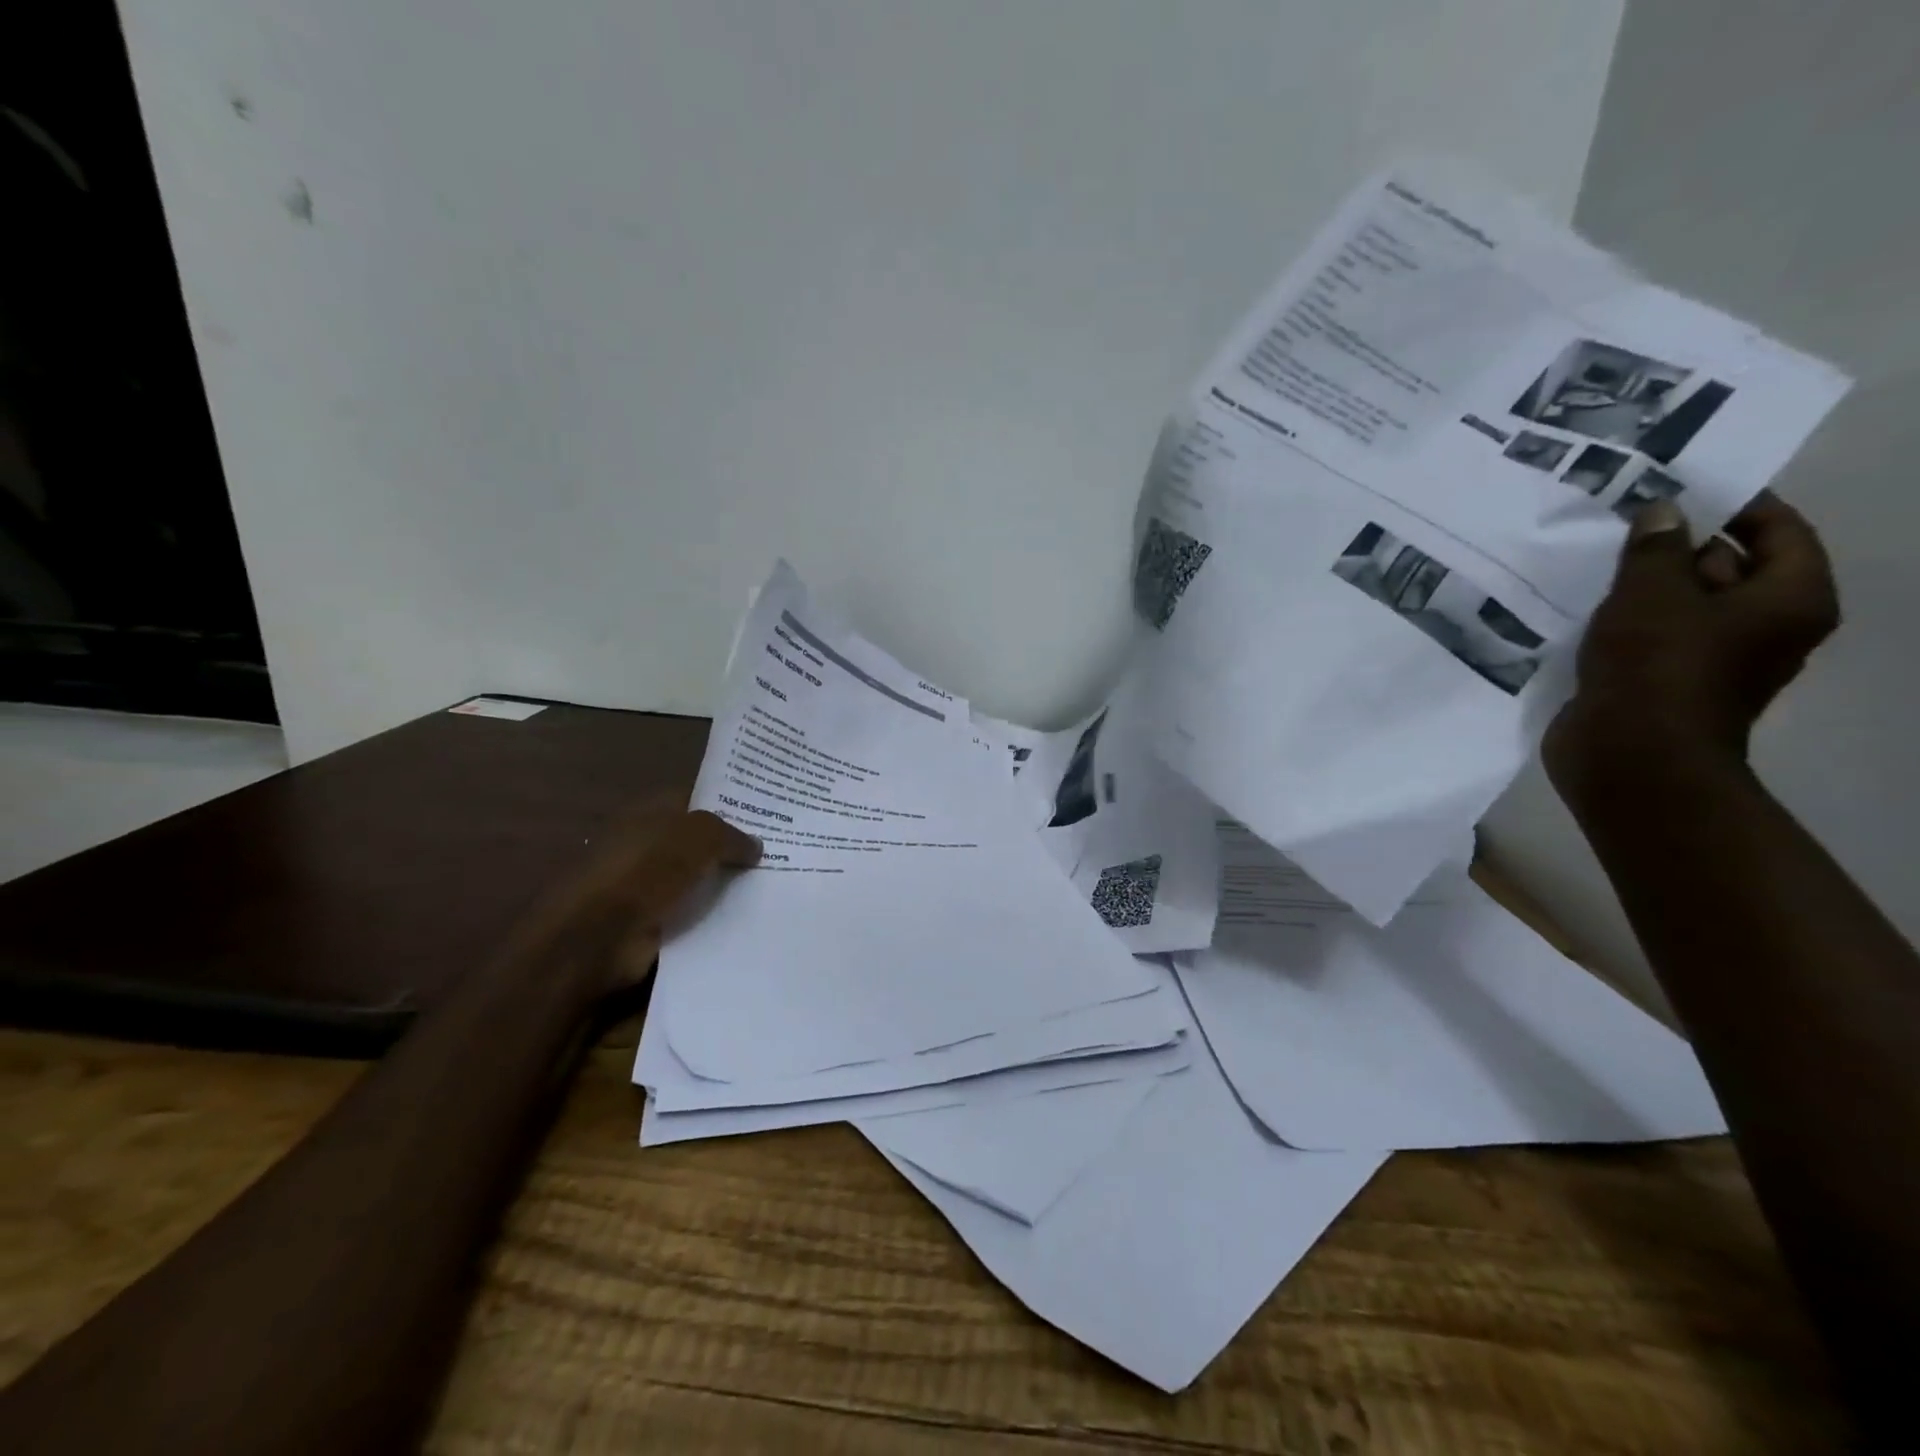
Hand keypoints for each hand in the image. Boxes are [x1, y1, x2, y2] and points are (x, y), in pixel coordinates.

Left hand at [508, 805, 761, 998]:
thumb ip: (731, 835)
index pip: (697, 798)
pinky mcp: (652, 921)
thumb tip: (756, 846)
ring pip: (700, 878)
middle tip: (782, 851)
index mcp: (651, 812)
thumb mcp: (699, 836)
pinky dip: (716, 915)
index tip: (770, 813)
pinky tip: (751, 915)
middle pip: (701, 840)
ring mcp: (648, 884)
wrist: (596, 936)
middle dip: (734, 846)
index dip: (731, 803)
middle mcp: (648, 843)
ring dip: (727, 884)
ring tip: (776, 884)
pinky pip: (694, 913)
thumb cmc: (644, 870)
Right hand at [1545, 493, 1838, 793]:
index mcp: (1788, 599)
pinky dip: (1623, 620)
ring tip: (1592, 559)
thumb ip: (1656, 548)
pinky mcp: (1663, 681)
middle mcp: (1763, 628)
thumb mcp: (1652, 593)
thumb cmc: (1656, 666)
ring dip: (1642, 585)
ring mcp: (1710, 659)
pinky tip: (1580, 606)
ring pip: (1681, 605)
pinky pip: (1649, 636)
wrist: (1627, 754)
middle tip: (1623, 520)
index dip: (1734, 504)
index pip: (1778, 530)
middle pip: (1728, 567)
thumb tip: (1663, 512)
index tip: (1678, 487)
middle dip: (1677, 545)